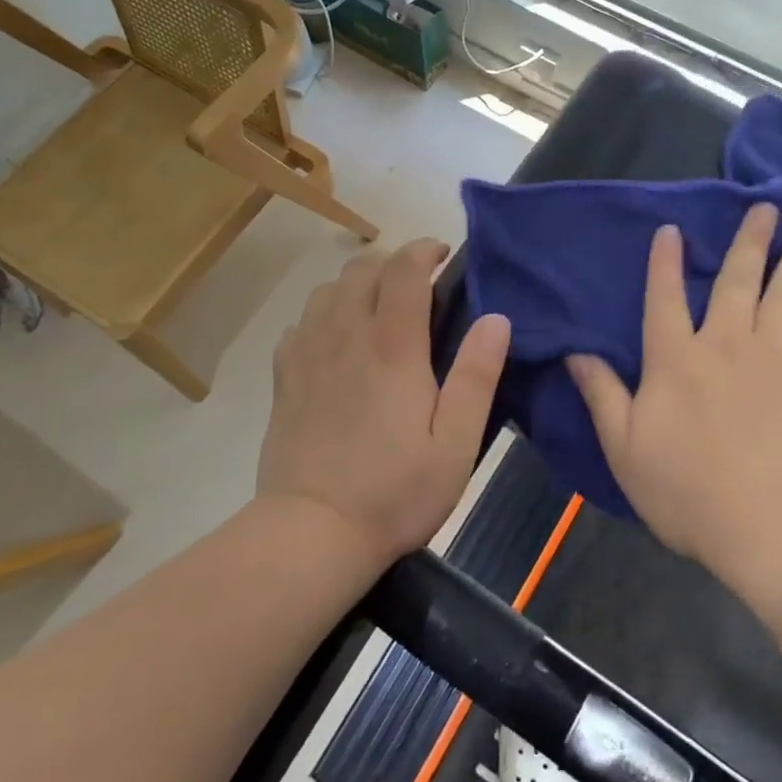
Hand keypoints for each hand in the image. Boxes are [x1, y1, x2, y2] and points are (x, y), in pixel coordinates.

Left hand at [258, 240, 511, 570]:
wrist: (311, 532)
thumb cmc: (395, 491)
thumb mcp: (456, 443)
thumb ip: (477, 376)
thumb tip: (497, 319)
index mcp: (392, 345)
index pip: (404, 269)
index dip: (423, 249)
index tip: (442, 254)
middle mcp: (345, 334)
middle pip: (362, 268)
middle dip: (392, 262)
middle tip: (417, 284)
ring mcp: (308, 353)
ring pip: (328, 289)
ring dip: (357, 283)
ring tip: (378, 306)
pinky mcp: (284, 376)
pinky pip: (301, 322)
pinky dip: (323, 314)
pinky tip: (336, 340)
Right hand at [568, 205, 781, 609]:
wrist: (778, 528)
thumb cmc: (692, 494)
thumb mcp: (625, 450)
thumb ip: (602, 395)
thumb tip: (575, 351)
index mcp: (675, 360)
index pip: (663, 299)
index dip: (664, 262)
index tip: (671, 230)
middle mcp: (726, 343)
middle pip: (736, 280)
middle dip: (749, 239)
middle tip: (765, 205)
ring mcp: (777, 355)